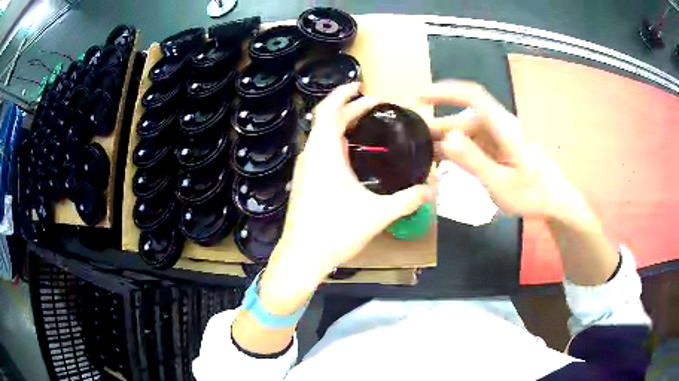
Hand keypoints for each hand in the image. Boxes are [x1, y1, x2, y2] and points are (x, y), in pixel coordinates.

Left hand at [260, 83, 432, 313]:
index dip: (342, 94)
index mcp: (324, 154)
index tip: (359, 85)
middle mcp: (311, 156)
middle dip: (349, 109)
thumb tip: (431, 190)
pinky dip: (335, 143)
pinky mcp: (304, 183)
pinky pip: (319, 152)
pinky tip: (351, 156)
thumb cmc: (335, 231)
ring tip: (364, 125)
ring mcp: (304, 170)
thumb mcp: (377, 214)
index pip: (329, 111)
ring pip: (321, 137)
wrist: (301, 257)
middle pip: (327, 122)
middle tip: (373, 105)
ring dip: (340, 126)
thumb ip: (407, 200)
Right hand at [421, 81, 579, 218]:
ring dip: (447, 142)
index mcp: (504, 128)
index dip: (445, 92)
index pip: (473, 97)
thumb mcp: (501, 183)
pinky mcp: (501, 148)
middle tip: (413, 145)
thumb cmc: (533, 195)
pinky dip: (458, 150)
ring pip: (467, 132)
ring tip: (424, 157)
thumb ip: (473, 160)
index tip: (419, 97)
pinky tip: (444, 163)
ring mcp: (501, 138)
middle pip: (465, 119)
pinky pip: (475, 144)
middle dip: (438, 128)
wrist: (556, 203)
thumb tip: (446, 138)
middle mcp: (500, 126)